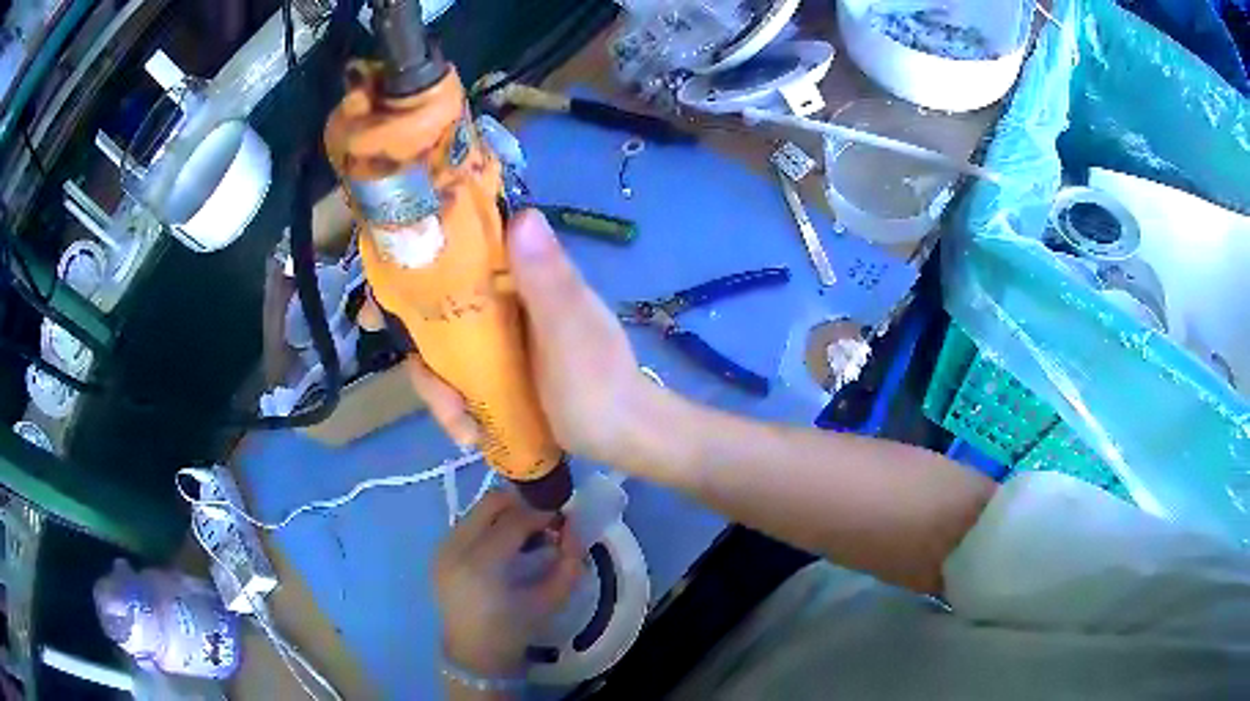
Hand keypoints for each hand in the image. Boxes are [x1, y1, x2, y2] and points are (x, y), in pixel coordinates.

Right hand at [360, 209, 657, 465]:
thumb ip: (548, 280)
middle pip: (435, 312)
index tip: (376, 310)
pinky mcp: (497, 371)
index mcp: (522, 277)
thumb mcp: (572, 333)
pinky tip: (472, 434)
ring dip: (441, 393)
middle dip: (423, 357)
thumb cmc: (600, 385)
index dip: (410, 273)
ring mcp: (498, 338)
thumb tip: (522, 214)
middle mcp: (503, 300)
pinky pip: (457, 379)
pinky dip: (456, 408)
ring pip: (441, 352)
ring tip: (466, 428)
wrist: (623, 438)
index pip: (456, 255)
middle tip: (439, 398)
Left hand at [435, 490, 581, 675]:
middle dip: (521, 503)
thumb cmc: (514, 630)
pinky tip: (504, 544)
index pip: (514, 521)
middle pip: (490, 502)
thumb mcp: (550, 601)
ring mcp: (442, 547)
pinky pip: (467, 523)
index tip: (561, 518)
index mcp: (481, 565)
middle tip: (543, 518)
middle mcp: (455, 548)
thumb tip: (573, 530)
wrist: (473, 653)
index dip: (542, 513)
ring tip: (526, 533)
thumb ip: (568, 564)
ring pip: (477, 509)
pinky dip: (489, 524)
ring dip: (505, 513)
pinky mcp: (438, 551)